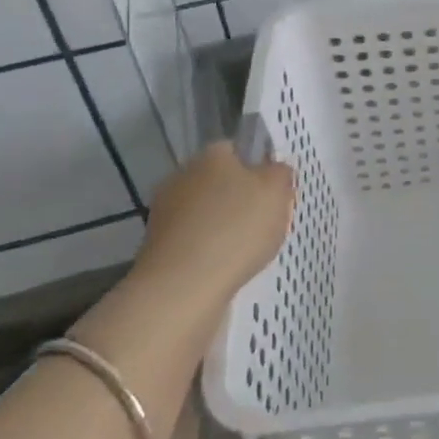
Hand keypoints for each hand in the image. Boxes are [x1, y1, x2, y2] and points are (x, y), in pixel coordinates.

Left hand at [130, 141, 295, 312]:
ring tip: (248, 252)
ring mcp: (165, 213)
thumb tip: (273, 170)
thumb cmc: (236, 229)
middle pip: (220, 182)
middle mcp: (182, 176)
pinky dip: (209, 252)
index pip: (237, 150)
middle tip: (265, 222)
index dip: (259, 168)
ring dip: (223, 227)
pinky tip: (225, 269)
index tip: (274, 192)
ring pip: (206, 213)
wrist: (182, 289)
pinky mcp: (157, 248)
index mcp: (211, 155)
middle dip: (240, 200)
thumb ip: (280, 173)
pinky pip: (194, 242)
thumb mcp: (277, 191)